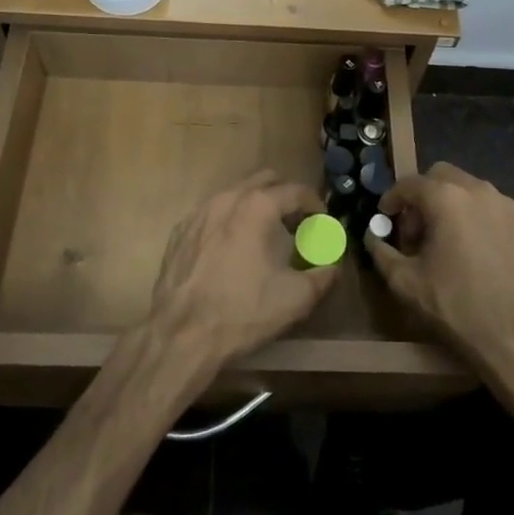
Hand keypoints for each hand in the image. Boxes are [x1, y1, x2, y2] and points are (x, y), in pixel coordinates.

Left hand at [148, 171, 338, 370]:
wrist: (182, 334)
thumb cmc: (244, 310)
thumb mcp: (296, 297)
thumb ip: (323, 275)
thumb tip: (332, 266)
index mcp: (258, 206)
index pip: (297, 191)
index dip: (316, 205)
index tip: (323, 223)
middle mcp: (228, 197)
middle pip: (265, 181)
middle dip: (284, 197)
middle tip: (295, 224)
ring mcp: (200, 211)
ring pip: (235, 193)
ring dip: (255, 206)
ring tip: (264, 236)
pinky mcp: (181, 230)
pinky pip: (212, 213)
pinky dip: (228, 221)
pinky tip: (231, 249)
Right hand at [366, 163, 513, 382]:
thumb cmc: (456, 306)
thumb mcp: (405, 282)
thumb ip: (381, 252)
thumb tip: (373, 237)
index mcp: (446, 198)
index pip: (409, 183)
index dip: (392, 198)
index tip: (385, 217)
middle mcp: (478, 191)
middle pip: (442, 176)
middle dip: (424, 196)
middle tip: (417, 228)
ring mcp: (508, 206)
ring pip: (471, 190)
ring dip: (452, 205)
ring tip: (447, 240)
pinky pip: (495, 210)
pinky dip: (479, 219)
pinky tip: (477, 252)